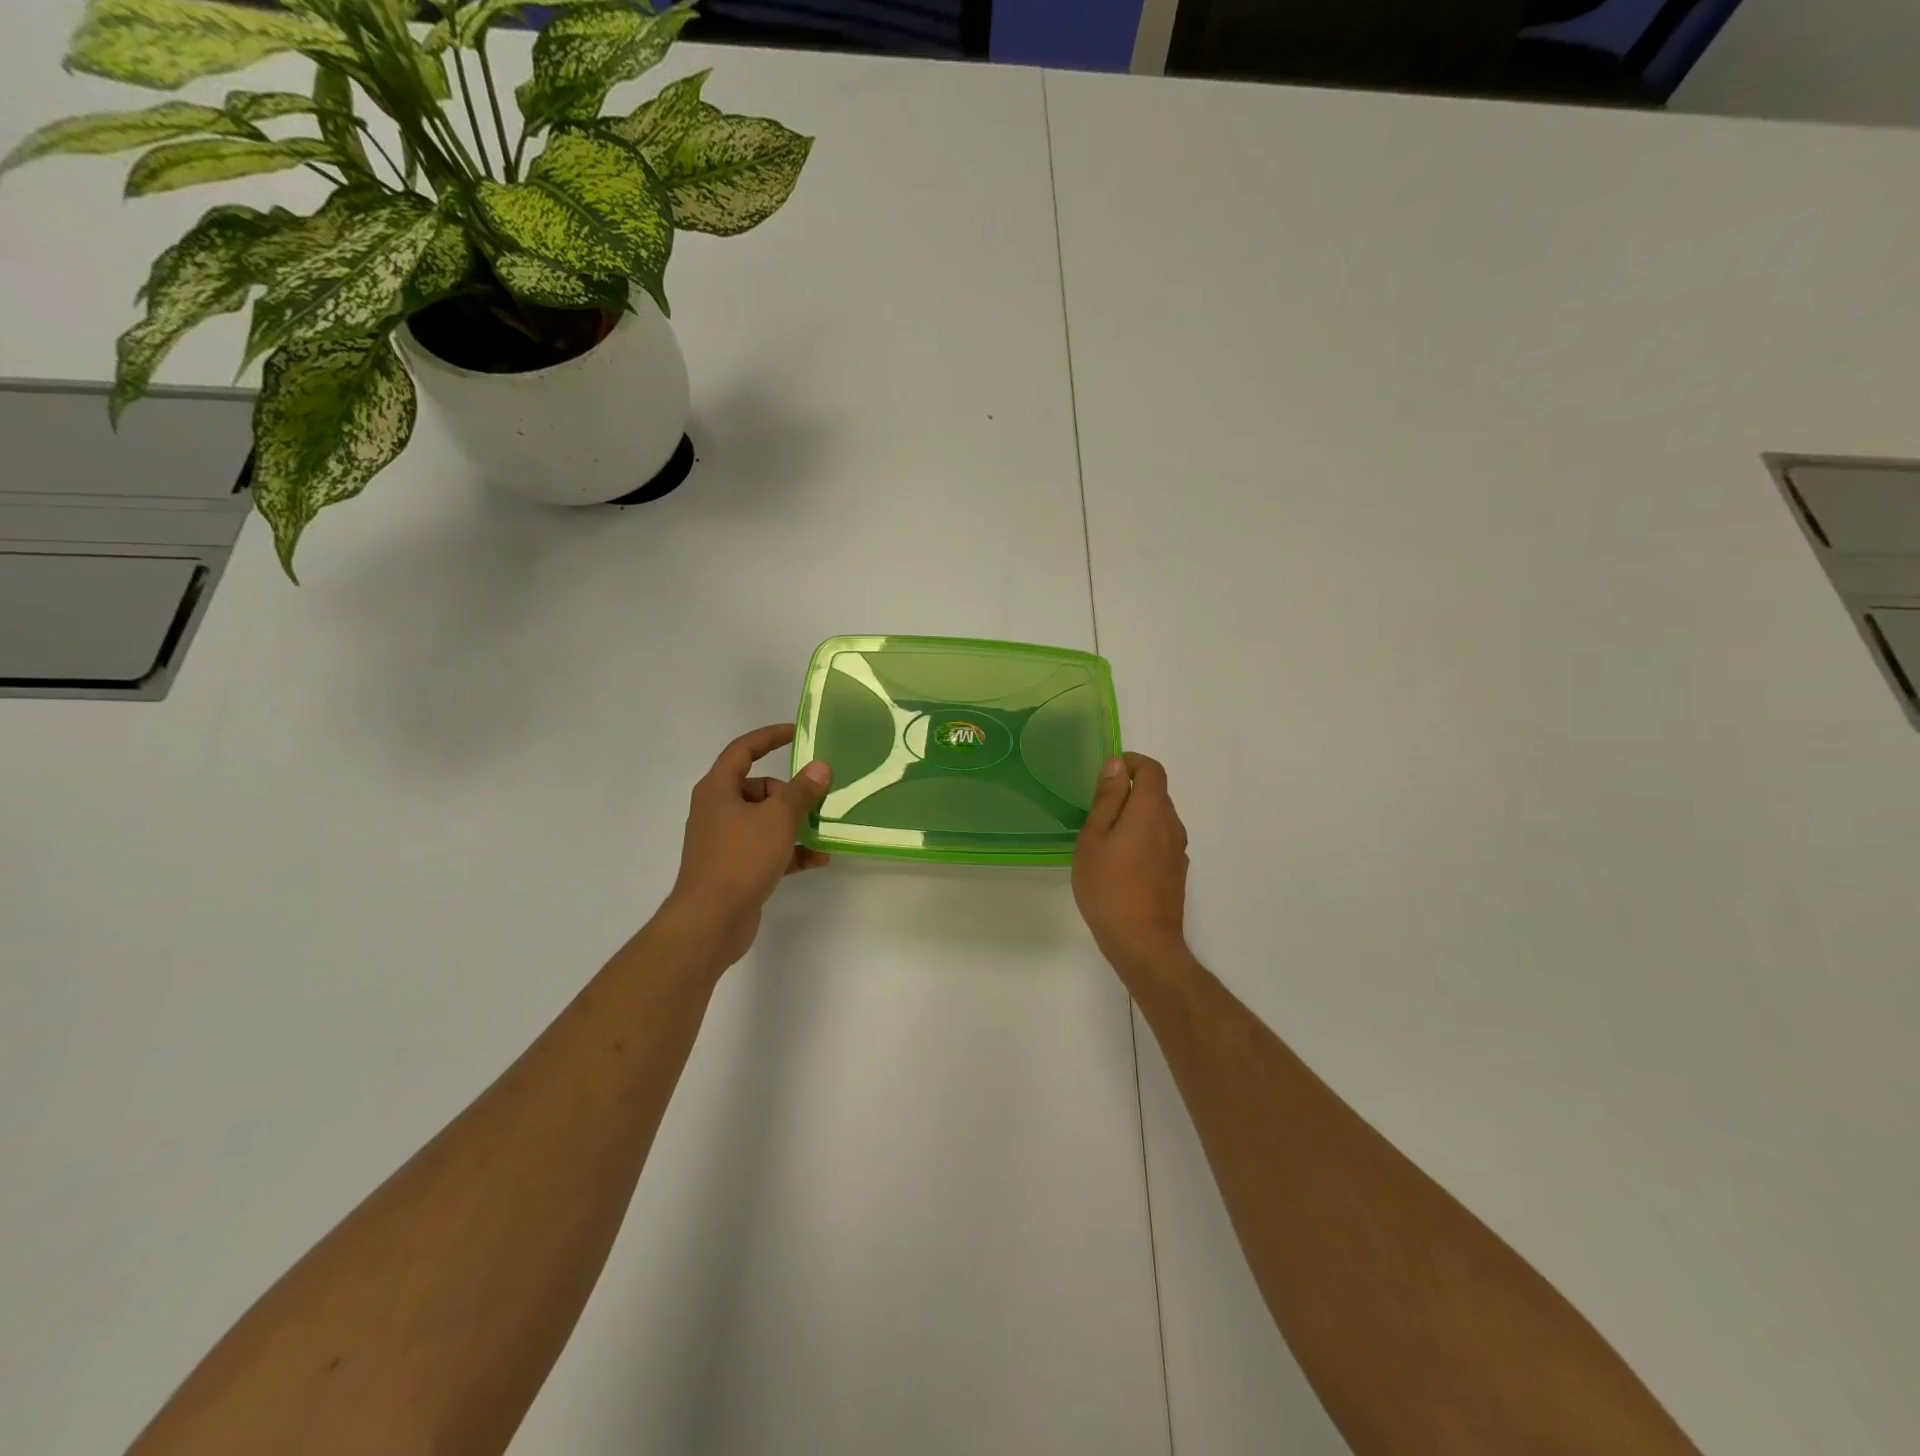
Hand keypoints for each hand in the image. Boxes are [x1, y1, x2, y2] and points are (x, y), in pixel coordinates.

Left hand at [662, 723, 832, 968]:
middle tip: (817, 799)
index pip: (743, 750)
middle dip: (790, 793)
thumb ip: (801, 791)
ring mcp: (724, 841)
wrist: (711, 920)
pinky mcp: (735, 868)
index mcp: (718, 789)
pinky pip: (767, 849)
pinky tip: (818, 859)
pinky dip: (790, 851)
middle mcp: (717, 810)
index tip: (797, 734)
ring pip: (765, 821)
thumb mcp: (778, 819)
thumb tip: (820, 768)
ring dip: (795, 824)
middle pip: (759, 788)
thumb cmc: (741, 858)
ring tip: (823, 831)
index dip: (769, 737)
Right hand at [1073, 752, 1190, 980]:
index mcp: (1151, 810)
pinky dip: (1143, 837)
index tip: (1107, 772)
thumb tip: (1116, 765)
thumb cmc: (1109, 886)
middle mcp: (1171, 825)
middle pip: (1157, 793)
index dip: (1132, 762)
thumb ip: (1107, 799)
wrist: (1143, 942)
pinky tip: (1121, 861)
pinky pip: (1161, 840)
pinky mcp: (1177, 872)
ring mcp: (1178, 850)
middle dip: (1130, 790)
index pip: (1152, 770)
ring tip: (1105, 836)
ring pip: (1159, 818)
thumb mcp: (1094, 838)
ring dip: (1136, 816)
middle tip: (1097, 807)